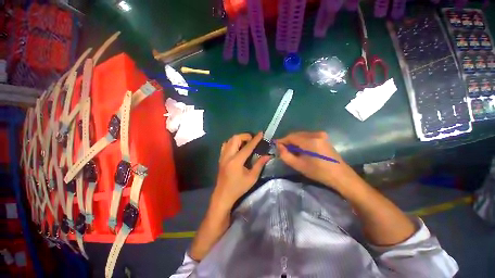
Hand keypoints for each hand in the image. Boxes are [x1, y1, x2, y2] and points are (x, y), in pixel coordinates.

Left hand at [210, 132, 270, 213]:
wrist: (223, 195)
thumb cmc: (238, 188)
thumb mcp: (252, 178)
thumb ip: (259, 164)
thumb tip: (268, 156)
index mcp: (236, 161)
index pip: (247, 147)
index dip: (255, 139)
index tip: (260, 133)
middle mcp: (228, 156)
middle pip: (235, 138)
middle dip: (245, 136)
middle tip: (252, 140)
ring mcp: (223, 156)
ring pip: (229, 140)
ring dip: (238, 138)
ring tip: (245, 143)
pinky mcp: (221, 158)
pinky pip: (225, 145)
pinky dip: (232, 142)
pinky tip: (237, 147)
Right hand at [276, 131, 356, 190]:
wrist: (340, 175)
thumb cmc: (318, 172)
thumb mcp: (298, 165)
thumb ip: (285, 155)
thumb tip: (278, 146)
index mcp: (310, 141)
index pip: (291, 136)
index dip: (282, 140)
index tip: (276, 146)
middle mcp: (315, 134)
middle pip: (296, 135)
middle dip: (288, 141)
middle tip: (282, 150)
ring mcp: (321, 134)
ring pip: (301, 135)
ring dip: (294, 141)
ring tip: (291, 151)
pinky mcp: (323, 137)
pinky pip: (307, 137)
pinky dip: (301, 141)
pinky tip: (300, 149)